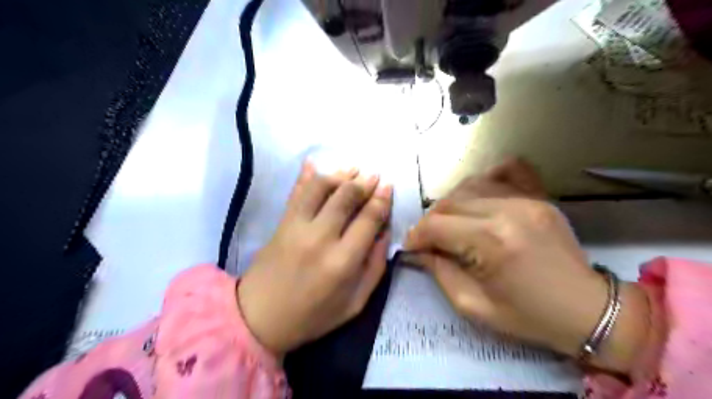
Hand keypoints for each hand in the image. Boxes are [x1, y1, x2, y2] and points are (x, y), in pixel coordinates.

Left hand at [236, 160, 391, 355]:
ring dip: (339, 174)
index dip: (382, 199)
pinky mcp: (281, 223)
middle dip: (364, 182)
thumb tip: (384, 232)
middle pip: (346, 197)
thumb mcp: (355, 303)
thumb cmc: (313, 316)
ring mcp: (296, 226)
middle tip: (374, 175)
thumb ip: (375, 267)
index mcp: (343, 261)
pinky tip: (315, 163)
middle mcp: (320, 237)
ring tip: (352, 169)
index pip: (369, 218)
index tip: (388, 186)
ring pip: (320, 187)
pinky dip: (306, 175)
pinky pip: (295, 192)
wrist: (259, 318)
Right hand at [403, 158, 648, 372]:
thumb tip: (419, 250)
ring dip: (451, 204)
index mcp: (492, 242)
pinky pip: (504, 171)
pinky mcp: (538, 196)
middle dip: (430, 221)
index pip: (437, 225)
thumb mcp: (474, 305)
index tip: (411, 247)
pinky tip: (478, 197)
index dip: (416, 235)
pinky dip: (483, 180)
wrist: (588, 310)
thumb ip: (440, 272)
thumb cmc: (529, 315)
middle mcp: (507, 211)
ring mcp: (525, 199)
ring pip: (469, 186)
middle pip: (449, 202)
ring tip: (451, 223)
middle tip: (430, 239)